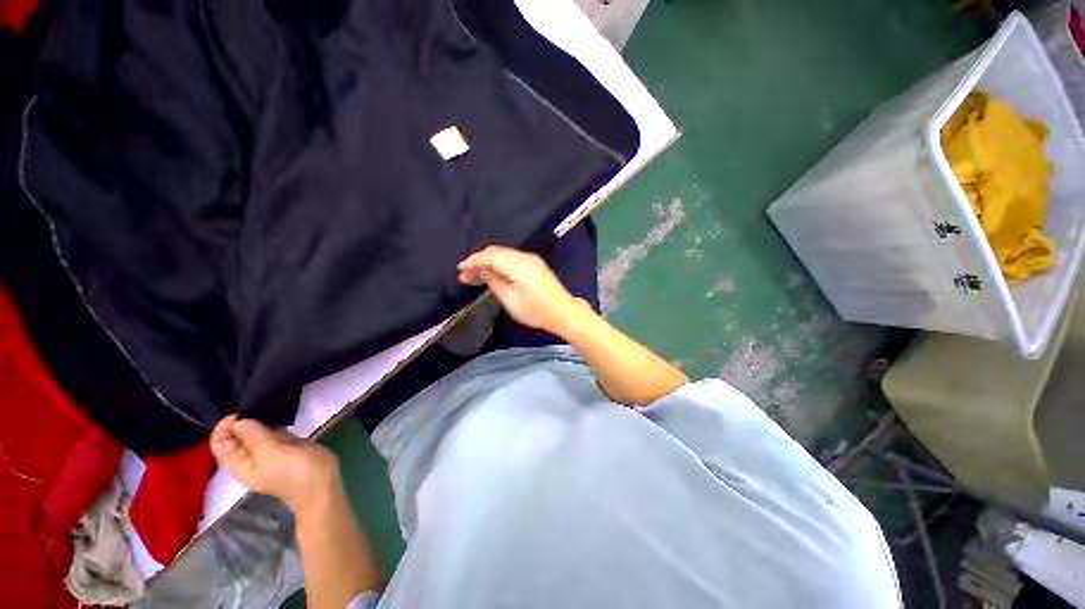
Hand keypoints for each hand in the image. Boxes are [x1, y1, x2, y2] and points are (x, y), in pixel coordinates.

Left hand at [211, 415, 340, 516]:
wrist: (321, 483)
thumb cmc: (293, 472)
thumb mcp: (271, 455)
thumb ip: (254, 436)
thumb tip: (239, 420)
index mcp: (239, 463)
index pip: (220, 443)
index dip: (225, 427)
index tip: (242, 414)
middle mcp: (251, 456)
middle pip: (238, 435)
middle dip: (244, 420)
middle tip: (259, 407)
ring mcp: (270, 450)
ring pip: (257, 431)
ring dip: (261, 419)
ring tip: (270, 407)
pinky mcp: (288, 444)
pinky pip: (275, 430)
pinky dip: (276, 422)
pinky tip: (282, 414)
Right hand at [457, 245, 584, 336]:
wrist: (563, 312)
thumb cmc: (537, 311)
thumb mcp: (511, 301)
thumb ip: (494, 282)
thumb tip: (481, 271)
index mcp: (520, 265)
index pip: (491, 256)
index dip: (474, 261)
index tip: (460, 269)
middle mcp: (525, 257)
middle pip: (496, 252)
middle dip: (479, 261)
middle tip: (464, 275)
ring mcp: (531, 259)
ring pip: (503, 254)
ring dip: (488, 262)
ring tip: (474, 275)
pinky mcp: (534, 264)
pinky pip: (511, 258)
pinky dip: (498, 264)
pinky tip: (490, 273)